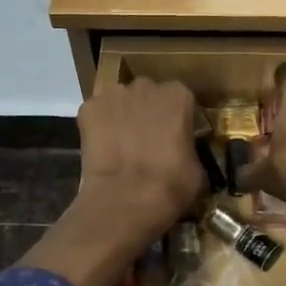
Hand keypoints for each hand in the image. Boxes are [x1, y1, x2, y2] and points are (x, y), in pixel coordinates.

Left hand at [77, 77, 207, 239]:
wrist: (127, 199)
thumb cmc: (171, 185)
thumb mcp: (197, 169)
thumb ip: (189, 150)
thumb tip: (182, 156)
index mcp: (178, 95)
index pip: (180, 100)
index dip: (175, 118)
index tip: (174, 137)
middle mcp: (146, 86)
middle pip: (147, 94)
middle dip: (147, 112)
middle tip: (147, 141)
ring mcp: (114, 94)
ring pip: (119, 101)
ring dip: (121, 116)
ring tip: (121, 144)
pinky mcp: (88, 108)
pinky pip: (95, 114)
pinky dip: (97, 127)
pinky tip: (101, 148)